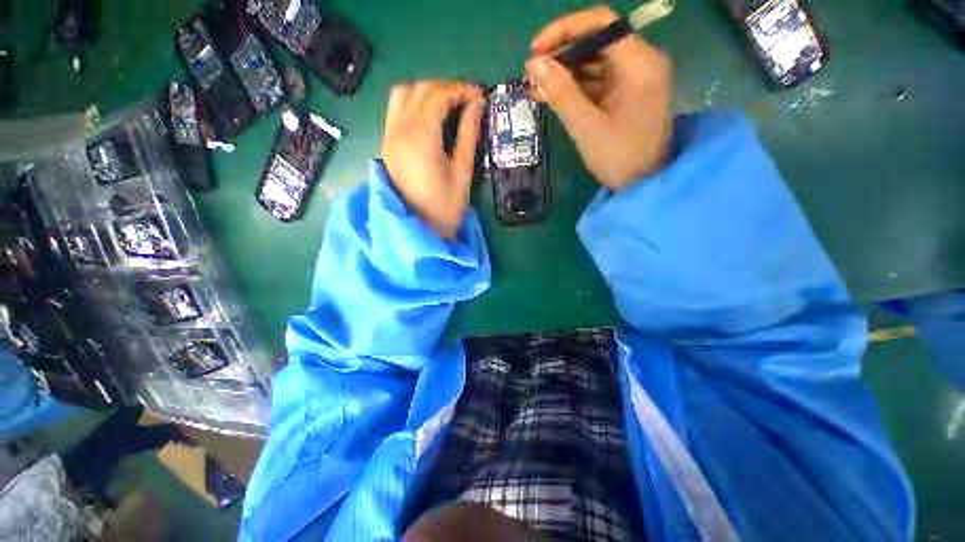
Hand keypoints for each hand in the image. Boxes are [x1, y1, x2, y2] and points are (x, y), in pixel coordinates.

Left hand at [382, 80, 484, 238]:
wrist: (419, 232)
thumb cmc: (445, 208)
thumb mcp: (463, 173)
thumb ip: (469, 135)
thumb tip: (478, 105)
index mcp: (420, 138)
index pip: (438, 95)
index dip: (461, 89)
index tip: (480, 94)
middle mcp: (399, 131)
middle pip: (419, 89)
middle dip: (446, 87)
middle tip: (468, 99)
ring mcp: (389, 138)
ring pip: (403, 95)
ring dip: (427, 92)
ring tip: (449, 104)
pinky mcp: (387, 146)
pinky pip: (396, 110)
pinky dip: (414, 103)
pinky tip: (430, 117)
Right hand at [525, 6, 672, 189]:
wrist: (643, 184)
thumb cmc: (618, 157)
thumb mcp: (586, 126)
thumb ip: (560, 93)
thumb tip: (533, 64)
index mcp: (640, 63)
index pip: (601, 24)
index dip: (564, 31)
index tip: (535, 50)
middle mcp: (642, 62)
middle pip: (598, 42)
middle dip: (562, 55)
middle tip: (533, 74)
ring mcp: (637, 78)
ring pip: (596, 62)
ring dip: (566, 73)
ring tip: (537, 88)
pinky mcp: (629, 94)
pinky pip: (600, 81)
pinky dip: (577, 87)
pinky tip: (555, 96)